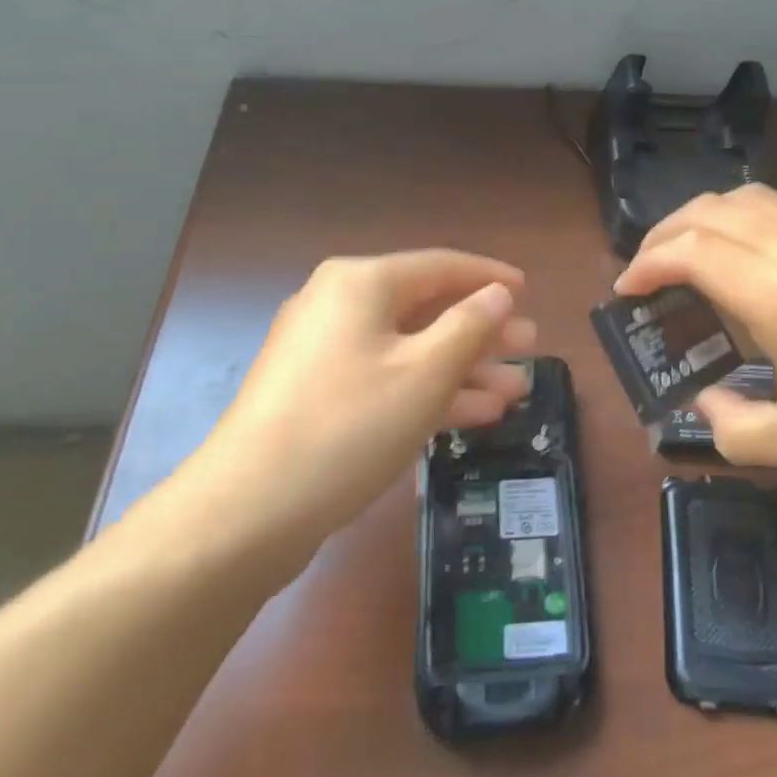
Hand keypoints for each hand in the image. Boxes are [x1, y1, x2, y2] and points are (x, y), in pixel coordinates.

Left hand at [174, 251, 536, 553]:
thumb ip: (470, 325)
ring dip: (463, 369)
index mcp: (361, 283)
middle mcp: (339, 305)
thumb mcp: (425, 372)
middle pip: (426, 308)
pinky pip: (387, 379)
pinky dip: (429, 392)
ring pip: (410, 349)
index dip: (488, 277)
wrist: (248, 511)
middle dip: (481, 331)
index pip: (440, 265)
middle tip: (529, 347)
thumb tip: (499, 293)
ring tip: (516, 389)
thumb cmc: (349, 424)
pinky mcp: (320, 396)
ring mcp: (325, 353)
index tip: (527, 290)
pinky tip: (475, 414)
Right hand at [614, 185, 776, 503]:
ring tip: (685, 254)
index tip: (625, 291)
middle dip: (666, 232)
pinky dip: (743, 221)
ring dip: (705, 217)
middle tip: (645, 269)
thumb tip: (702, 401)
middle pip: (714, 209)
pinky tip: (745, 259)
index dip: (648, 264)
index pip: (692, 250)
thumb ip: (731, 425)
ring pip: (751, 198)